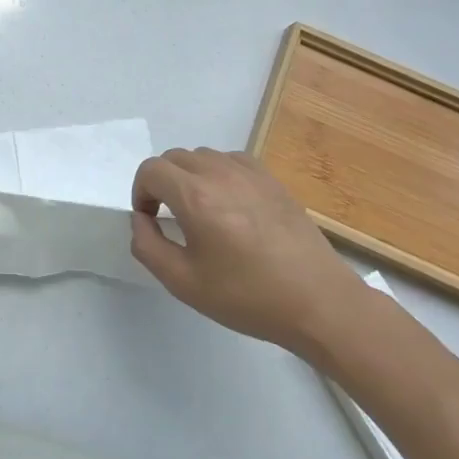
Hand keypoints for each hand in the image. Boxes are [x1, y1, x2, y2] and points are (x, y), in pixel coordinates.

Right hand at [130, 147, 365, 354]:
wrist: (318, 303)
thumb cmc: (247, 296)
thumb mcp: (183, 283)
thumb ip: (147, 246)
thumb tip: (141, 219)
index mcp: (195, 197)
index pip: (151, 170)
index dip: (140, 192)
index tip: (151, 220)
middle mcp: (220, 174)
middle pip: (174, 158)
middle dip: (162, 183)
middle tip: (169, 217)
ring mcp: (250, 173)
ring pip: (202, 156)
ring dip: (189, 176)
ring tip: (200, 210)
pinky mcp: (272, 180)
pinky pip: (231, 160)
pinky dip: (218, 173)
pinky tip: (228, 203)